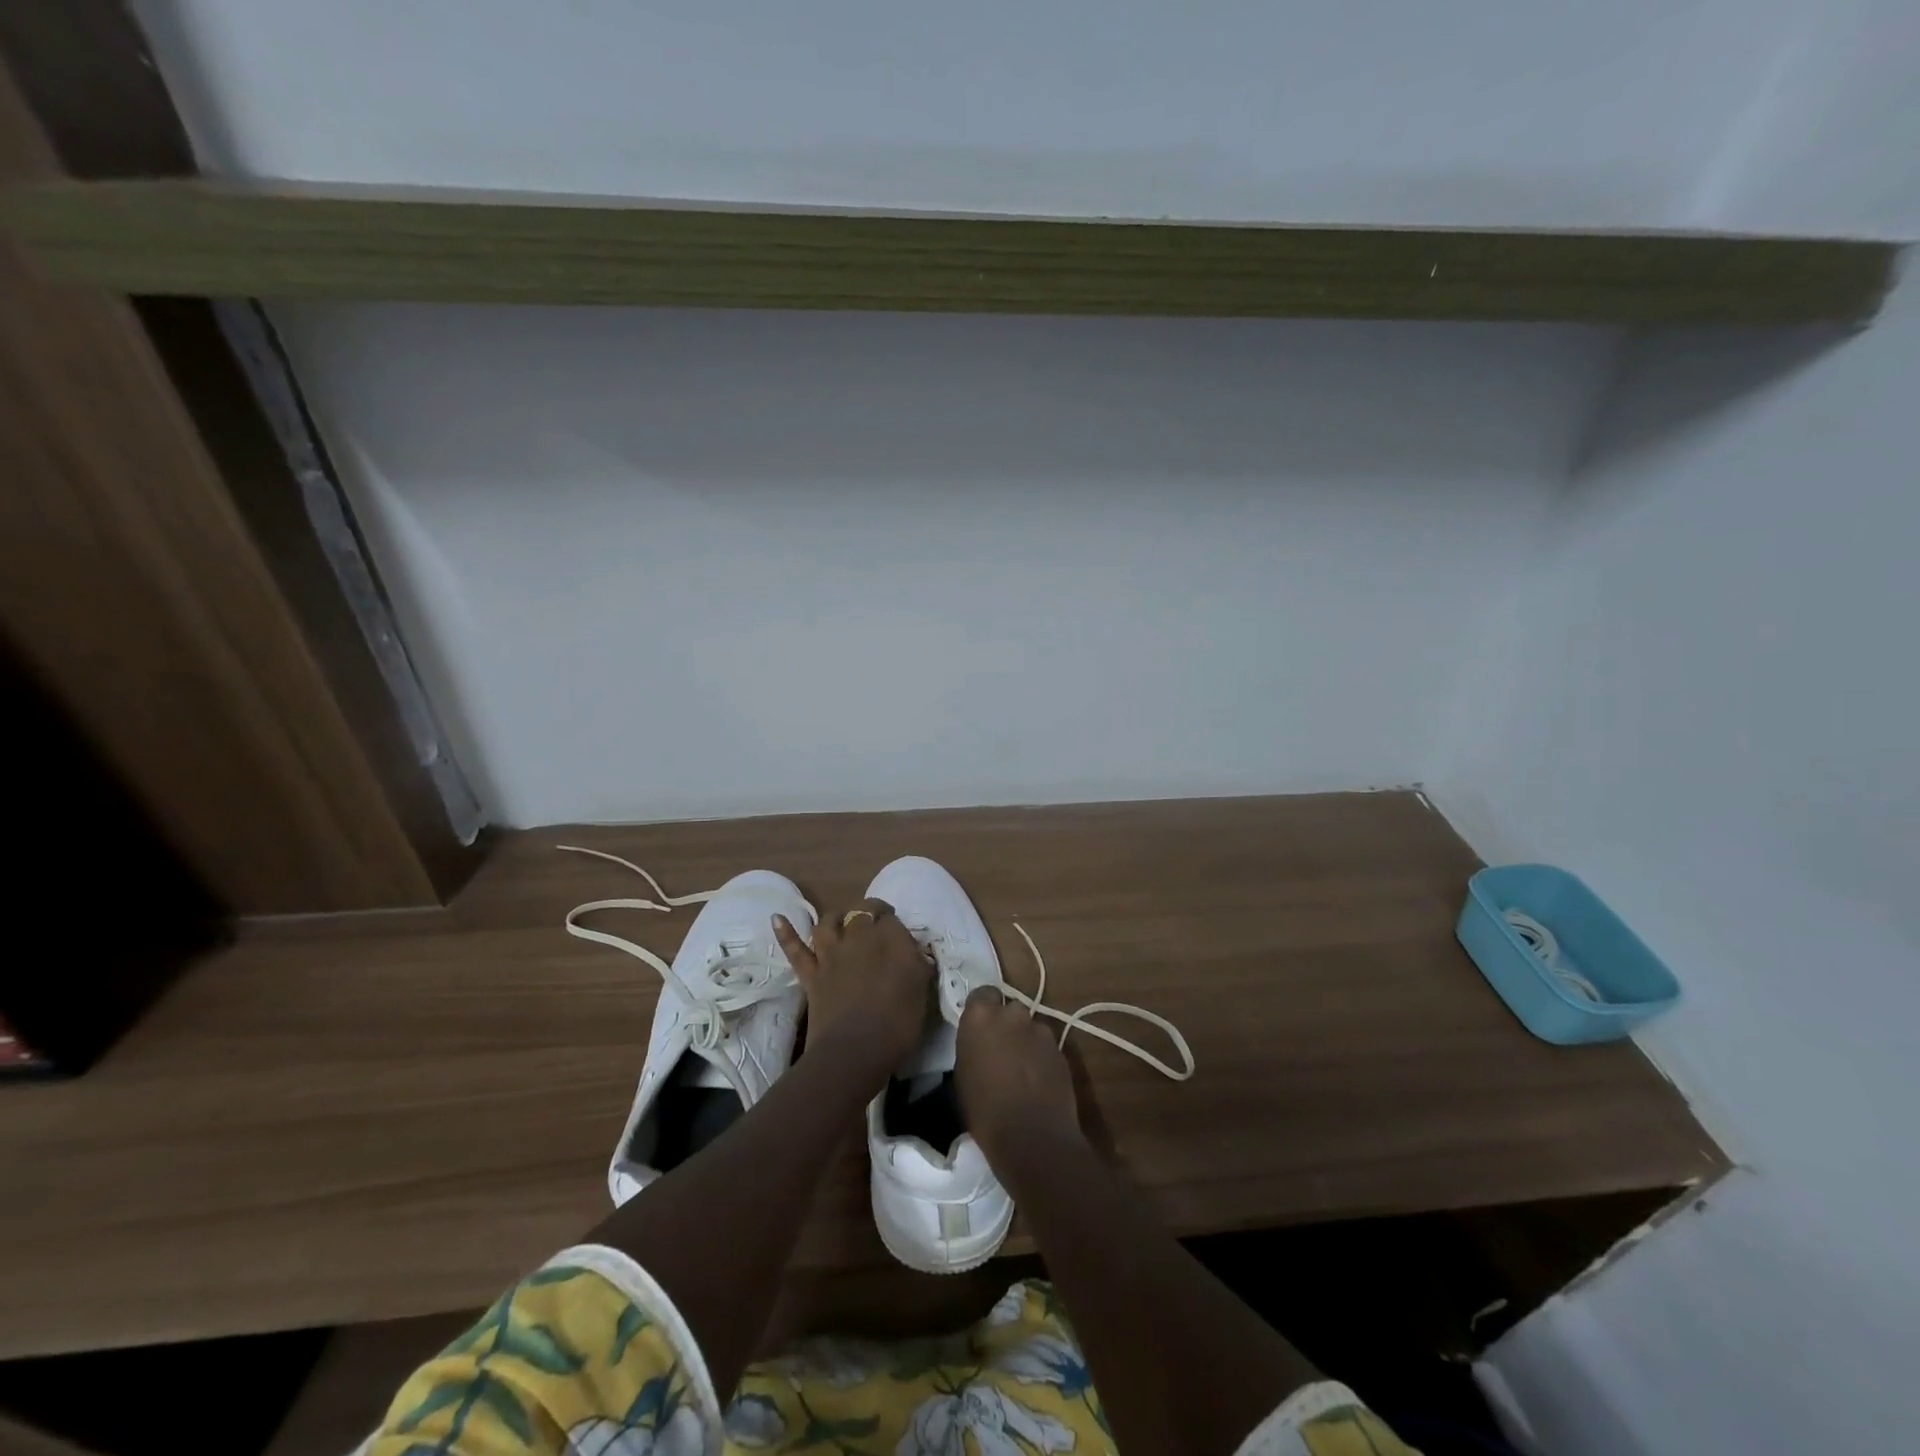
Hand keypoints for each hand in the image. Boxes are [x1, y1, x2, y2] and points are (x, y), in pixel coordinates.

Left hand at [774, 901, 930, 1074]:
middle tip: (877, 921)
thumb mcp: (921, 991)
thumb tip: (916, 952)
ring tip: (842, 919)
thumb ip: (919, 966)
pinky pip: (795, 950)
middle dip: (870, 912)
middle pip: (862, 912)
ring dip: (836, 917)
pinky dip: (785, 933)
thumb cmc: (898, 1024)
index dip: (895, 926)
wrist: (855, 1051)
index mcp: (890, 939)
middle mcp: (859, 937)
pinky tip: (777, 918)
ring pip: (829, 923)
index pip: (892, 920)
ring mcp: (831, 955)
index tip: (901, 939)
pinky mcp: (811, 974)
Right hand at [955, 986, 1081, 1169]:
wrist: (1031, 1136)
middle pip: (1009, 1009)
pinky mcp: (1060, 1049)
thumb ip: (973, 1048)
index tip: (980, 1027)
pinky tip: (1038, 1082)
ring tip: (1022, 1070)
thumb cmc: (984, 1110)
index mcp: (981, 1017)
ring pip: (1031, 1028)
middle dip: (1007, 1025)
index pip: (982, 994)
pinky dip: (1041, 1058)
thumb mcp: (963, 1076)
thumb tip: (980, 1047)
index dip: (982, 1008)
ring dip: (1026, 1041)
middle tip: (1001, 1050)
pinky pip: (1046, 1047)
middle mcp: (1012, 1015)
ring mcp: (1040, 1031)